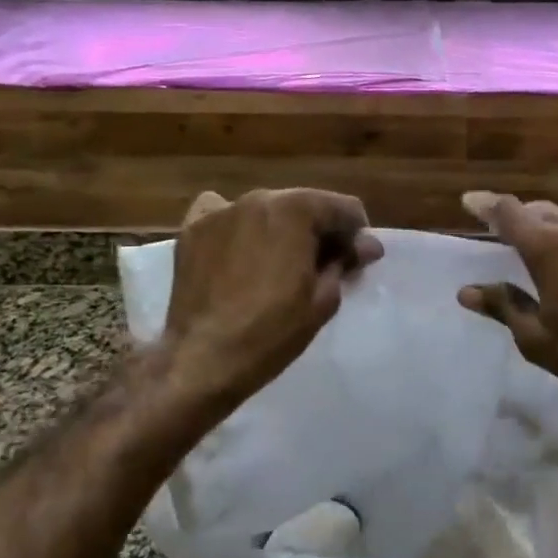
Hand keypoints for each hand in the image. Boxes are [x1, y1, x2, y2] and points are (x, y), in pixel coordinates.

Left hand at [164, 188, 383, 409]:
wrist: (203, 359)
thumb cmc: (272, 331)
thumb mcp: (324, 300)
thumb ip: (345, 261)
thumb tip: (365, 245)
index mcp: (296, 209)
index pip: (344, 208)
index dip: (357, 236)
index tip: (357, 263)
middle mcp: (259, 198)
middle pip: (304, 205)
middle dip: (319, 231)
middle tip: (323, 266)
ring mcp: (221, 211)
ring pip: (266, 210)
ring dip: (280, 230)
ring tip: (278, 264)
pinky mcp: (192, 229)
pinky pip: (224, 215)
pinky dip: (237, 227)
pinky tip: (238, 251)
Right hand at [458, 191, 557, 442]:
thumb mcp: (537, 339)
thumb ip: (503, 306)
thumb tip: (466, 292)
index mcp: (548, 248)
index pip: (507, 213)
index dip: (485, 205)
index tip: (470, 201)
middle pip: (542, 211)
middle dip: (523, 219)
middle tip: (510, 235)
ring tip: (557, 243)